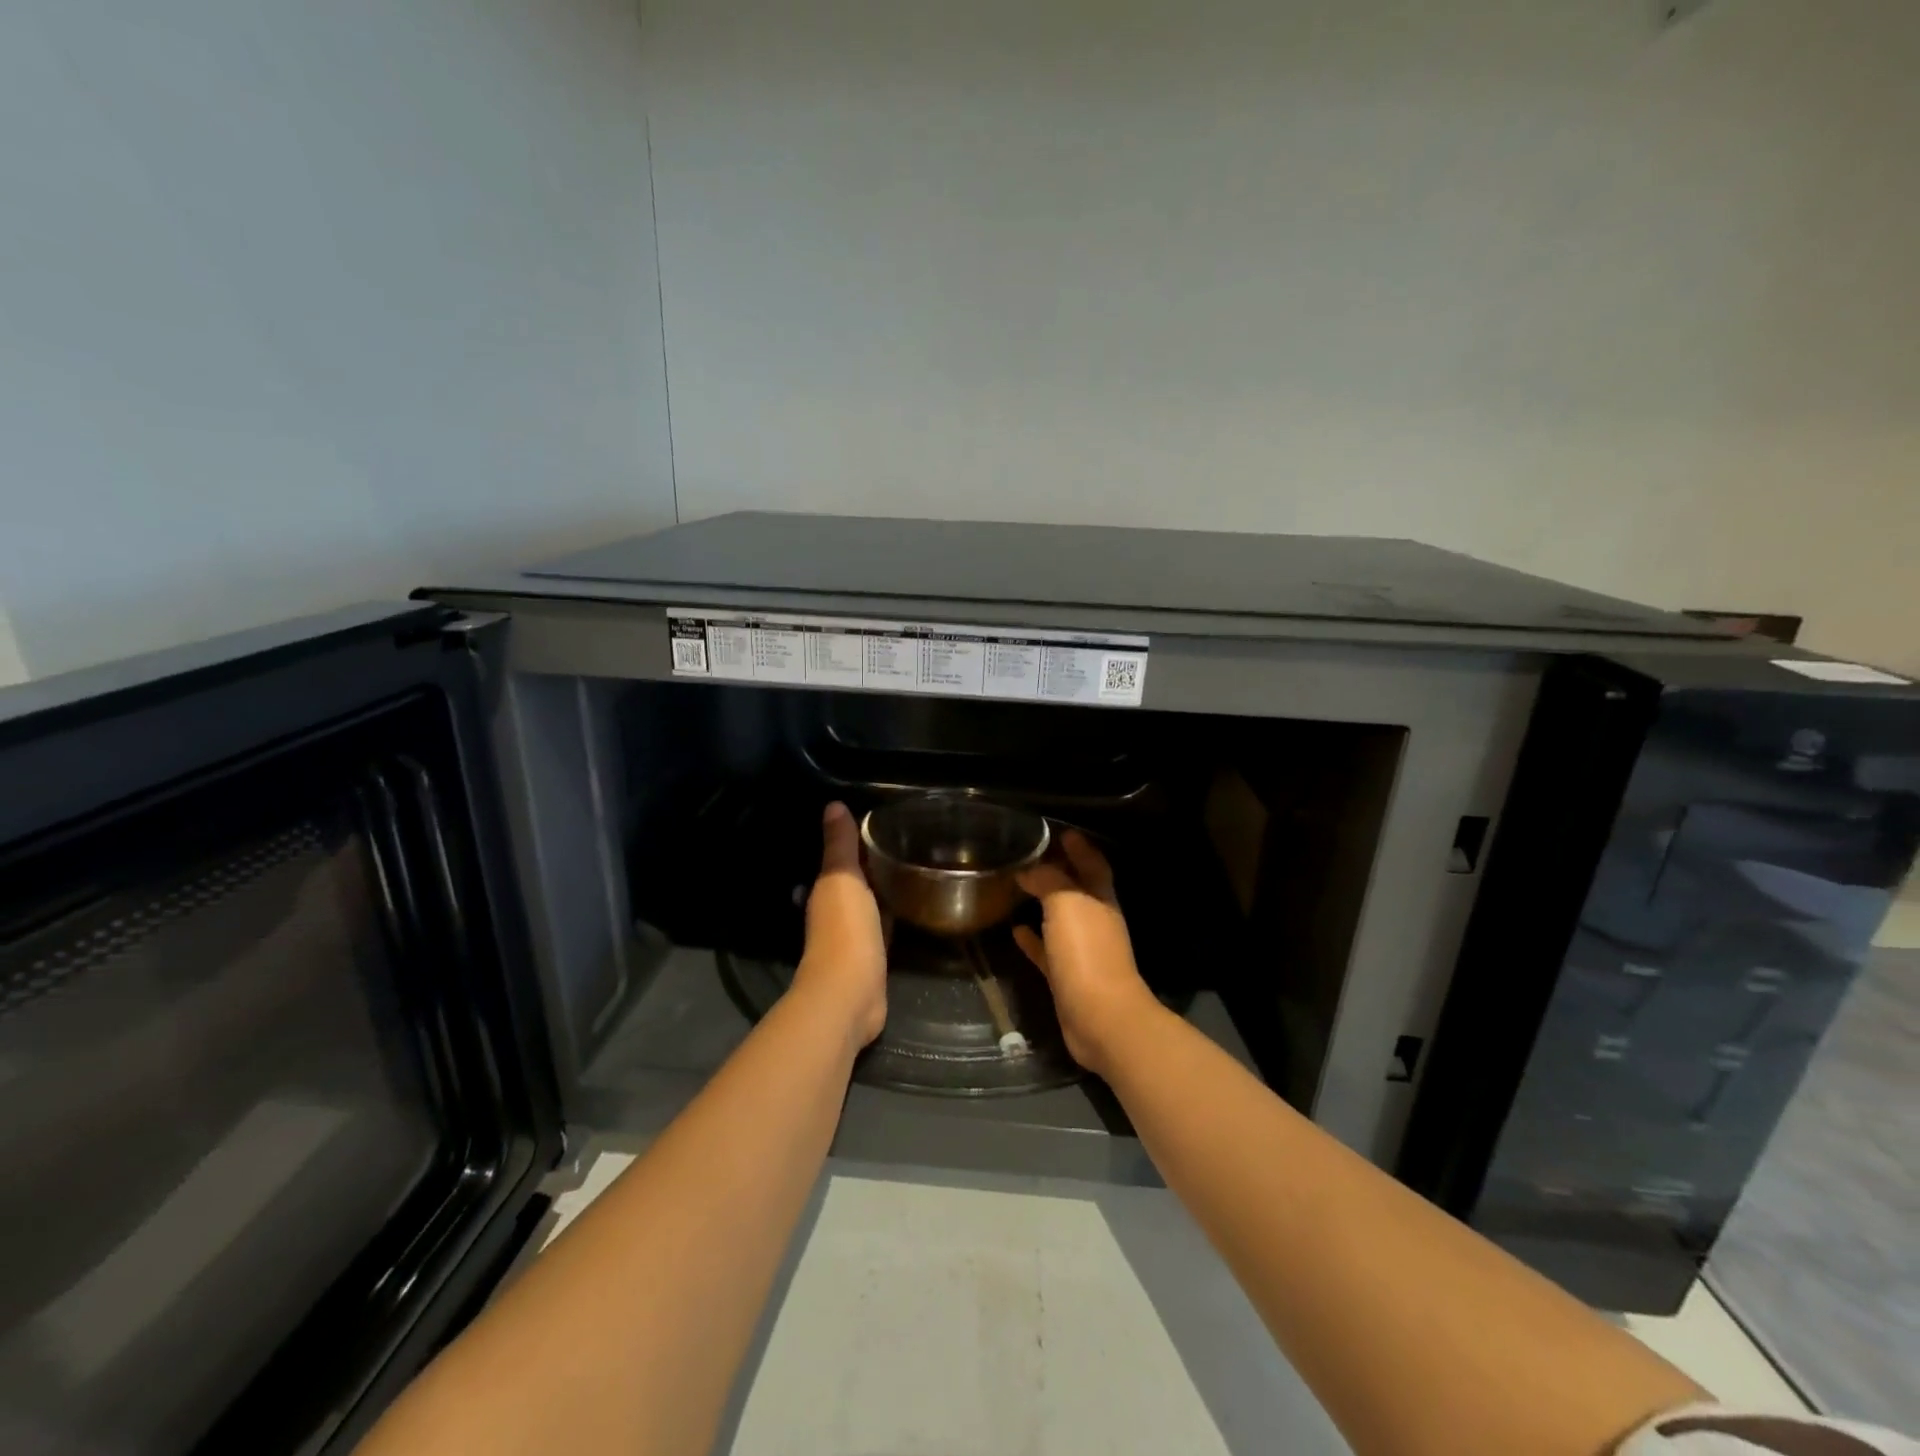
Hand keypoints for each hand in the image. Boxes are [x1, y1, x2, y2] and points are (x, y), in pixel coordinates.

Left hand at [790, 802, 887, 1048]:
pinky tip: (911, 907)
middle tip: (903, 843)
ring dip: (883, 889)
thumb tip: (833, 805)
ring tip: (912, 869)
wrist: (850, 993)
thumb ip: (840, 845)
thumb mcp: (843, 878)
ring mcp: (854, 936)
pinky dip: (892, 915)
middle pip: (856, 881)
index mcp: (827, 890)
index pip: (843, 859)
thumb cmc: (845, 929)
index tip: (882, 822)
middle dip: (872, 865)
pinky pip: (883, 927)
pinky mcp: (872, 957)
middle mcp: (836, 911)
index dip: (859, 842)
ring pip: (870, 903)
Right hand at [1013, 832, 1164, 1078]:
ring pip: (1061, 919)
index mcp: (1101, 900)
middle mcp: (1095, 921)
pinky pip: (1046, 951)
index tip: (1061, 832)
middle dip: (1058, 872)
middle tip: (1030, 856)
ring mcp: (1082, 951)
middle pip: (1077, 890)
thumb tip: (1029, 868)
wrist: (1100, 1018)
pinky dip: (1032, 939)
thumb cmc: (1087, 952)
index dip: (1080, 848)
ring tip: (1017, 887)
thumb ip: (1048, 881)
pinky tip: (1014, 930)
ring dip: (1043, 904)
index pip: (1093, 865)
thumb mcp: (1066, 904)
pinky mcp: (1066, 976)